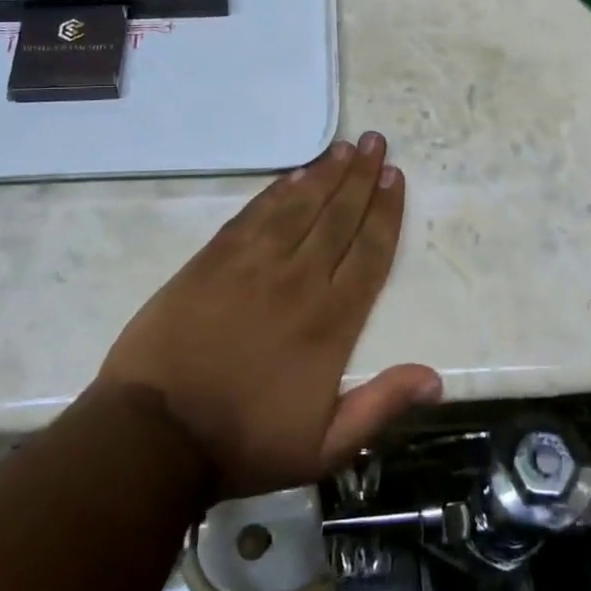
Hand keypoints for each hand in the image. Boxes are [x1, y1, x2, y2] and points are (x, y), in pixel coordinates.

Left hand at [98, 132, 440, 499]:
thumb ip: (380, 406)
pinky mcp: (214, 259)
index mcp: (331, 321)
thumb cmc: (243, 442)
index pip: (369, 252)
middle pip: (339, 217)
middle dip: (362, 178)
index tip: (395, 178)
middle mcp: (299, 280)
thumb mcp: (323, 447)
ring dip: (326, 174)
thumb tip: (435, 378)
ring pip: (300, 207)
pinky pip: (255, 214)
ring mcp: (253, 265)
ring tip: (346, 147)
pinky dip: (278, 190)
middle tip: (378, 144)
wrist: (154, 435)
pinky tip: (294, 174)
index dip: (386, 212)